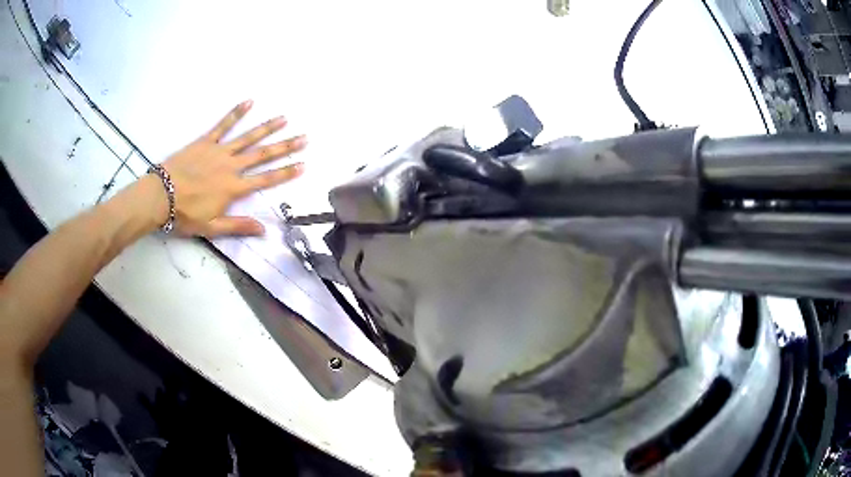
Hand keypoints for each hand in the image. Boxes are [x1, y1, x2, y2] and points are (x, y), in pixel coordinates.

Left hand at [158, 100, 305, 236]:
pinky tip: (249, 101)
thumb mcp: (212, 228)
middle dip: (285, 146)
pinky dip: (236, 113)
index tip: (303, 165)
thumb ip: (238, 226)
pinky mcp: (205, 141)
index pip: (266, 180)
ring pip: (247, 137)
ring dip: (267, 127)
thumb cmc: (185, 214)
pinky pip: (223, 125)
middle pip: (262, 155)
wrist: (160, 196)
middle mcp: (231, 166)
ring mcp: (219, 151)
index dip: (285, 173)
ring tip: (284, 118)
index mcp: (233, 188)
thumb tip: (265, 230)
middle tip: (304, 137)